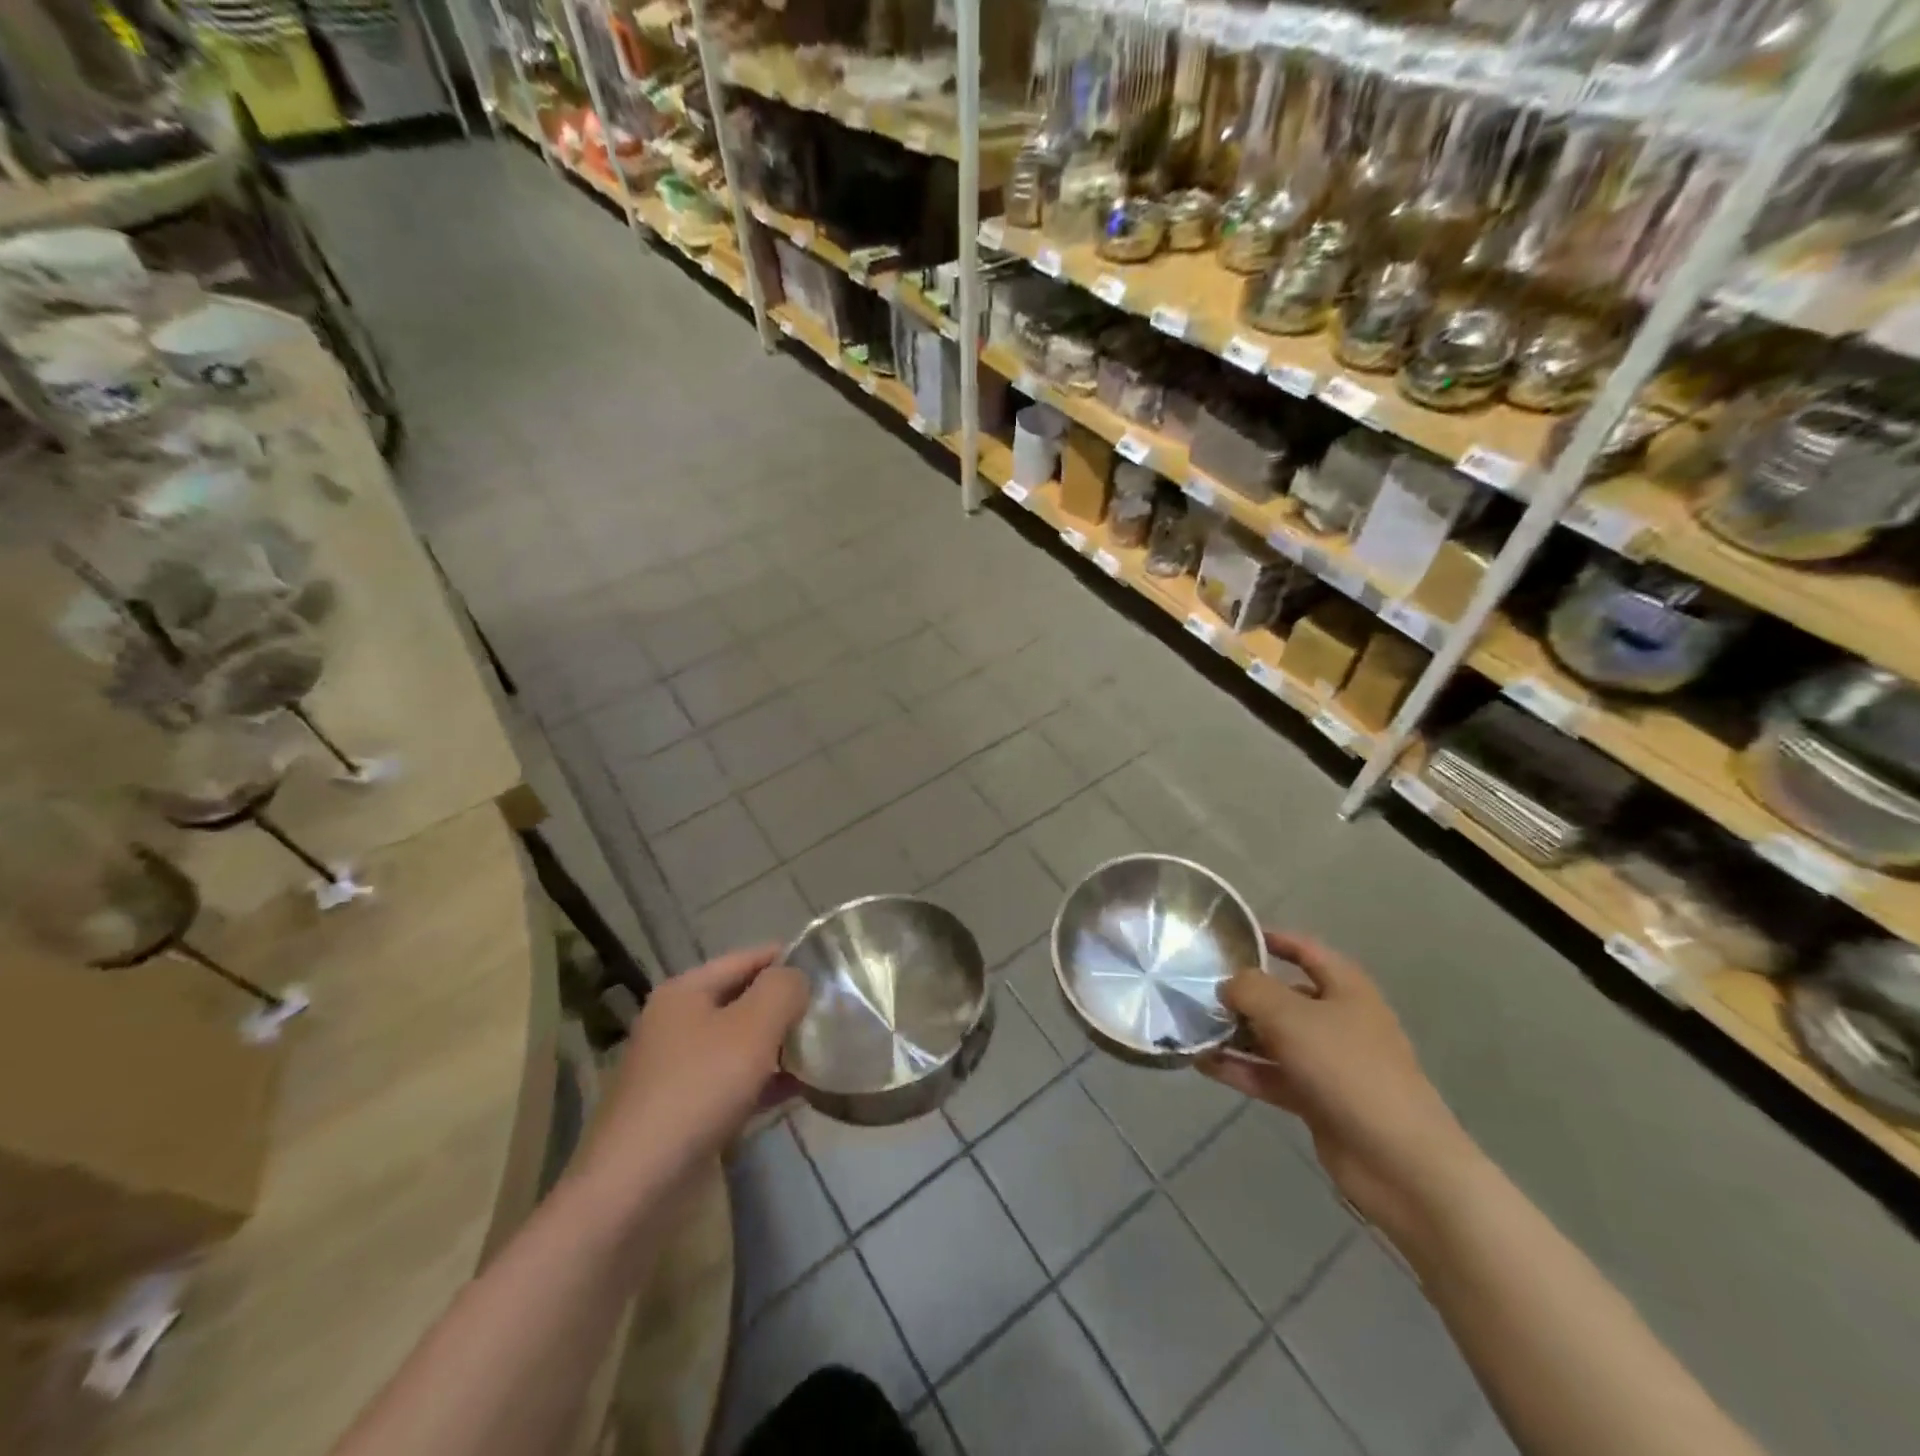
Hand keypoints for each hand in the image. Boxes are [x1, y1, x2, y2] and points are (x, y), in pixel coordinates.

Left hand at [578, 945, 807, 1206]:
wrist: (636, 1187)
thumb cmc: (699, 1089)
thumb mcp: (753, 1026)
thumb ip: (783, 989)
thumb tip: (796, 978)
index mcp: (685, 991)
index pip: (746, 958)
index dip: (787, 958)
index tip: (829, 969)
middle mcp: (676, 1023)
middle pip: (742, 1000)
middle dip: (785, 1006)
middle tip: (831, 1012)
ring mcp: (677, 1069)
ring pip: (740, 1044)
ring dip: (778, 1046)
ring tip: (824, 1049)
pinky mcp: (683, 1111)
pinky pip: (733, 1082)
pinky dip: (764, 1082)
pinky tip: (799, 1090)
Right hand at [1200, 931, 1479, 1237]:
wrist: (1399, 1161)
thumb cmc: (1347, 1068)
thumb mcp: (1290, 1016)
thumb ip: (1250, 990)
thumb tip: (1227, 984)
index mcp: (1346, 989)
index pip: (1305, 951)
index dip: (1271, 939)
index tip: (1231, 937)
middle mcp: (1339, 1020)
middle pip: (1285, 996)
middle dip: (1244, 993)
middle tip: (1197, 988)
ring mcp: (1329, 1063)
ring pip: (1274, 1038)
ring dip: (1237, 1034)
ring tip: (1191, 1026)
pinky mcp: (1318, 1100)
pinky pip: (1272, 1075)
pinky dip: (1241, 1069)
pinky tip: (1203, 1064)